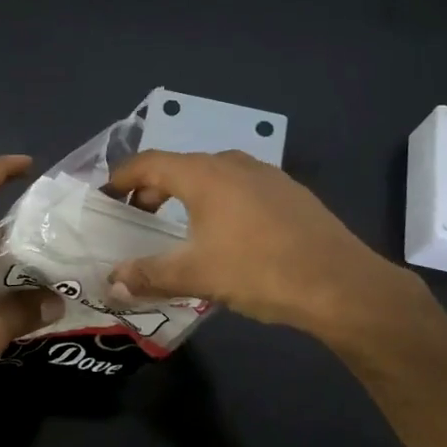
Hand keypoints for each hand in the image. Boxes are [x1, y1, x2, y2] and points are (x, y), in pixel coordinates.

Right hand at [107, 149, 418, 339]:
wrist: (341, 283)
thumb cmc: (259, 270)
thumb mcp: (196, 275)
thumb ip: (148, 275)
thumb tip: (111, 282)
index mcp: (203, 174)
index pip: (148, 163)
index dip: (121, 178)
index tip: (105, 197)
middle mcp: (232, 162)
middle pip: (179, 167)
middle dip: (152, 190)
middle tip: (138, 219)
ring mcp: (265, 174)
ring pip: (212, 176)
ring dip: (186, 195)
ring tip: (179, 228)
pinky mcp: (289, 192)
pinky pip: (239, 187)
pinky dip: (218, 201)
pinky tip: (227, 234)